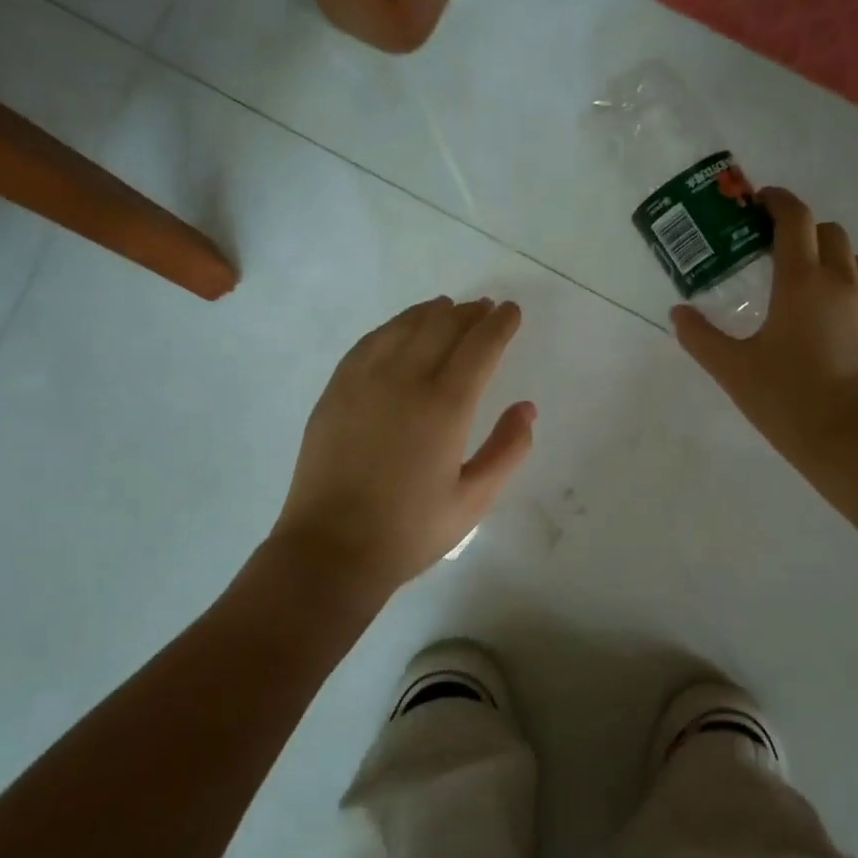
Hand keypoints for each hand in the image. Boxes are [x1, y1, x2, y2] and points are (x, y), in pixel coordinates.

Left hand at [271, 297, 535, 592]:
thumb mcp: (474, 500)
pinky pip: (369, 342)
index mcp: (445, 407)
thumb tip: (526, 409)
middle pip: (442, 327)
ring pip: (403, 327)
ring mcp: (364, 381)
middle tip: (484, 308)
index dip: (499, 324)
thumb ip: (507, 451)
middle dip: (468, 313)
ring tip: (447, 308)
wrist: (331, 549)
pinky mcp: (336, 390)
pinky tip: (400, 329)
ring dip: (431, 313)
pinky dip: (392, 327)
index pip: (480, 347)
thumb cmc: (410, 531)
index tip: (511, 311)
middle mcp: (405, 380)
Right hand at [671, 188, 857, 466]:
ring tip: (801, 286)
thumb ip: (700, 337)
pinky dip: (843, 288)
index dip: (777, 201)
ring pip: (851, 259)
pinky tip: (825, 323)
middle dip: (802, 229)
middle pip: (828, 231)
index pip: (794, 218)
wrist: (855, 439)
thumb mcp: (733, 369)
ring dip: (826, 257)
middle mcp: (842, 280)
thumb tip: (678, 314)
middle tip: (774, 249)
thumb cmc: (787, 399)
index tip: (759, 201)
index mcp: (802, 280)